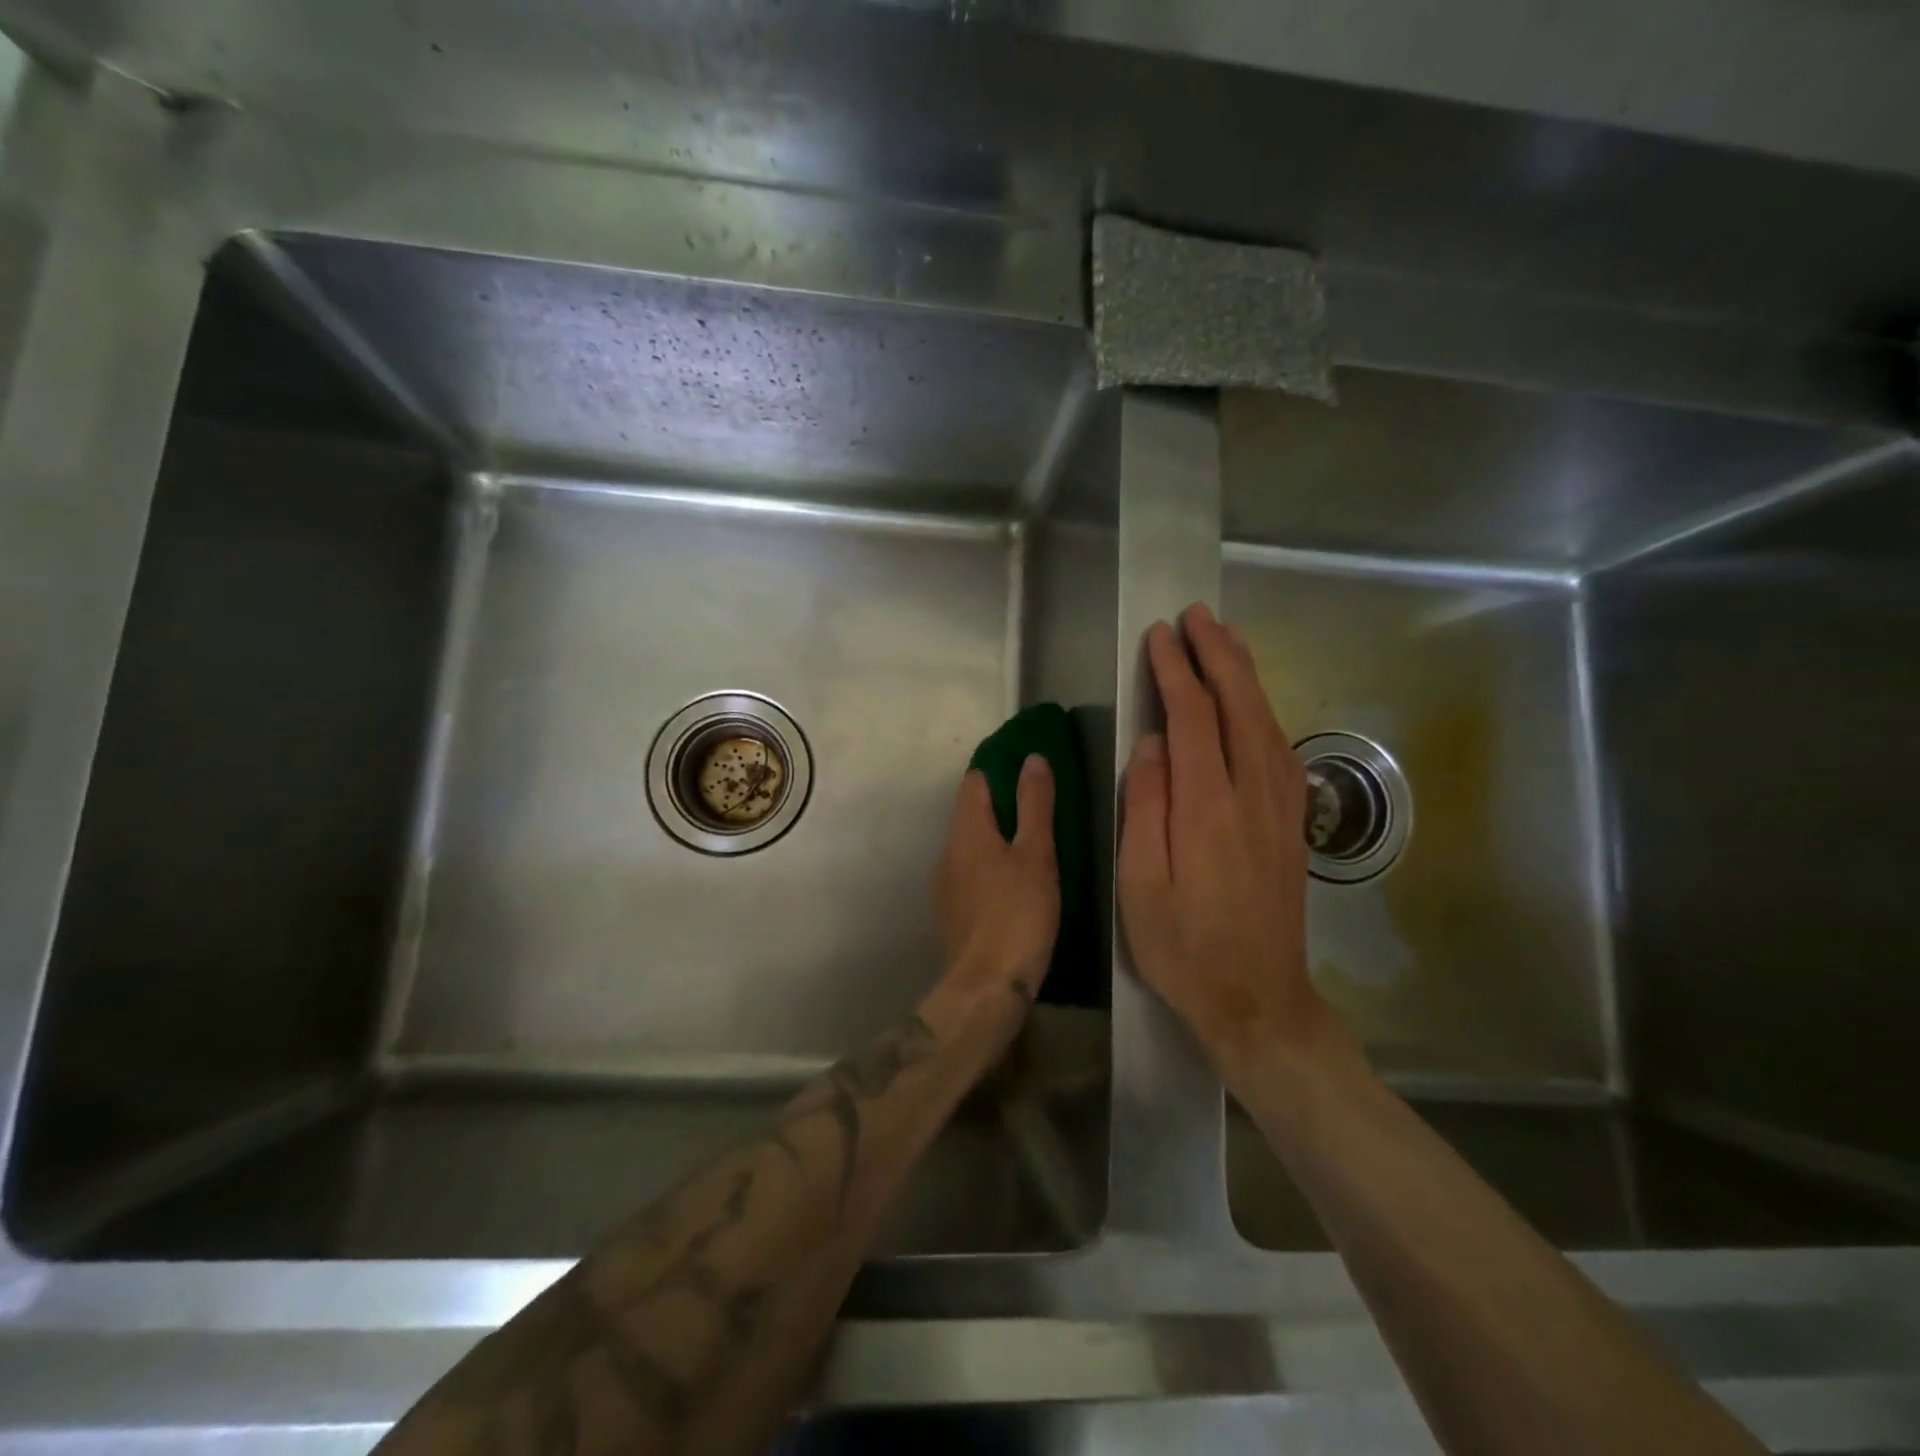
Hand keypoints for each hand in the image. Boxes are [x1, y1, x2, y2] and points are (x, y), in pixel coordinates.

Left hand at [935, 757, 1059, 1010]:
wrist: (987, 986)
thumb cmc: (1018, 913)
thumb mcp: (1036, 854)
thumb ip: (1034, 805)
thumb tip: (1032, 759)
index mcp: (966, 832)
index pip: (974, 782)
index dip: (1000, 773)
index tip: (1029, 776)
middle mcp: (947, 852)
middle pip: (971, 815)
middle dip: (1001, 808)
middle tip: (1041, 813)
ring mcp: (945, 885)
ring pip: (971, 848)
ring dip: (996, 842)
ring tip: (1033, 850)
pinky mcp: (951, 913)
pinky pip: (970, 876)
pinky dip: (990, 870)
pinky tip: (1015, 888)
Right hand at [1118, 602, 1346, 1080]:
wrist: (1259, 998)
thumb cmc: (1184, 946)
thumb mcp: (1139, 884)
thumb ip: (1145, 805)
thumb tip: (1152, 742)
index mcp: (1206, 807)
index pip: (1193, 716)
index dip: (1175, 670)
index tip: (1159, 637)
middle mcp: (1252, 794)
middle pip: (1239, 704)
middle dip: (1217, 654)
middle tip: (1197, 615)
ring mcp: (1280, 806)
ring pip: (1266, 720)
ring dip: (1245, 674)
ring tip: (1226, 639)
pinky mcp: (1292, 821)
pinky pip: (1280, 747)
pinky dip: (1264, 709)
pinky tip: (1252, 701)